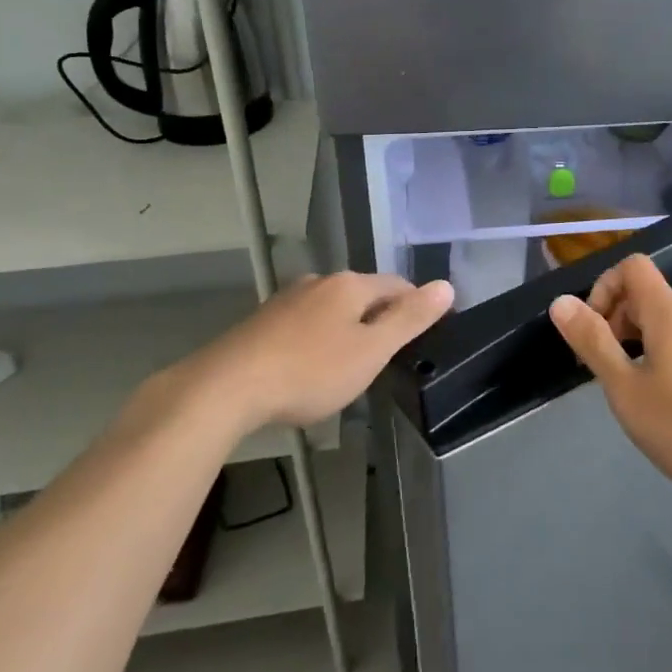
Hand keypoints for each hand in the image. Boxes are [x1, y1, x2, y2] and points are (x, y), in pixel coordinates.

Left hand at [165, 273, 453, 434]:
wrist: (225, 389)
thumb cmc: (309, 371)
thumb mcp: (370, 351)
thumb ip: (409, 319)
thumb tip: (446, 286)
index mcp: (350, 285)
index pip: (396, 284)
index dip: (414, 305)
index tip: (422, 332)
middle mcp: (319, 282)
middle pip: (362, 294)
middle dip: (377, 317)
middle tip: (387, 353)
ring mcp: (286, 300)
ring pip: (330, 308)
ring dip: (345, 328)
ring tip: (350, 362)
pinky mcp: (261, 322)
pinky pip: (303, 324)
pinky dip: (316, 339)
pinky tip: (310, 366)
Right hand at [548, 254, 671, 505]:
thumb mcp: (625, 389)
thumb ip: (592, 341)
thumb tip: (561, 301)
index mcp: (671, 312)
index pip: (633, 266)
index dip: (605, 287)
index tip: (595, 330)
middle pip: (650, 296)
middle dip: (620, 322)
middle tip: (608, 371)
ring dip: (645, 343)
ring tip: (640, 392)